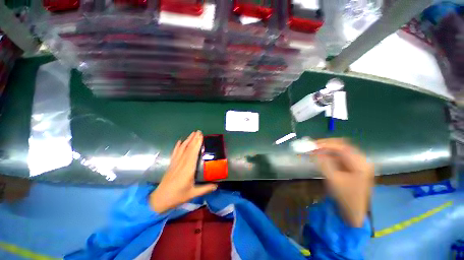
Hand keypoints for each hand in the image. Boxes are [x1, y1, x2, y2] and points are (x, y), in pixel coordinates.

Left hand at [149, 131, 217, 212]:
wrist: (159, 200)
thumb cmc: (177, 196)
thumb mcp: (193, 194)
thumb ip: (206, 188)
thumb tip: (217, 185)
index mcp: (188, 169)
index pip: (193, 153)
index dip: (197, 143)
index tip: (201, 136)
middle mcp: (182, 163)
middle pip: (188, 148)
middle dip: (194, 139)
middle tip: (199, 131)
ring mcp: (175, 163)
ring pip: (182, 148)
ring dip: (187, 140)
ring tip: (192, 133)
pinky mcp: (171, 164)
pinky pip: (175, 152)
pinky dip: (178, 146)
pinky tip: (180, 141)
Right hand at [313, 139, 373, 227]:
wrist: (354, 210)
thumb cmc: (345, 196)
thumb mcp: (332, 179)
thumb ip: (324, 163)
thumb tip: (314, 151)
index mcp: (360, 164)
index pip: (342, 148)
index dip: (326, 144)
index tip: (313, 145)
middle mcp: (362, 160)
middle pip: (343, 145)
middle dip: (327, 144)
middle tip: (313, 145)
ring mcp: (359, 163)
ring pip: (341, 149)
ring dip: (328, 148)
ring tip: (315, 149)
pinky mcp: (354, 166)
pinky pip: (341, 155)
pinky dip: (330, 154)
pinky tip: (322, 155)